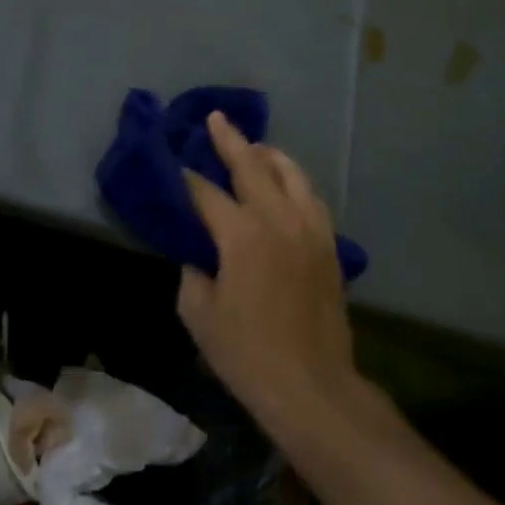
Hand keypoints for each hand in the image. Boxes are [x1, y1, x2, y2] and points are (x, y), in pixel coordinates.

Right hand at [177, 112, 357, 430]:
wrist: (311, 385)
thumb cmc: (245, 353)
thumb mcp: (199, 313)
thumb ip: (193, 271)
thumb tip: (199, 252)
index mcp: (242, 235)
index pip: (207, 193)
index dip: (187, 178)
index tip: (174, 165)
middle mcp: (279, 220)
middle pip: (253, 167)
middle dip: (230, 141)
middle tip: (216, 119)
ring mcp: (311, 230)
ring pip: (292, 175)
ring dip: (269, 156)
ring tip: (254, 146)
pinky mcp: (329, 246)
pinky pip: (312, 199)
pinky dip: (295, 182)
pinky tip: (287, 184)